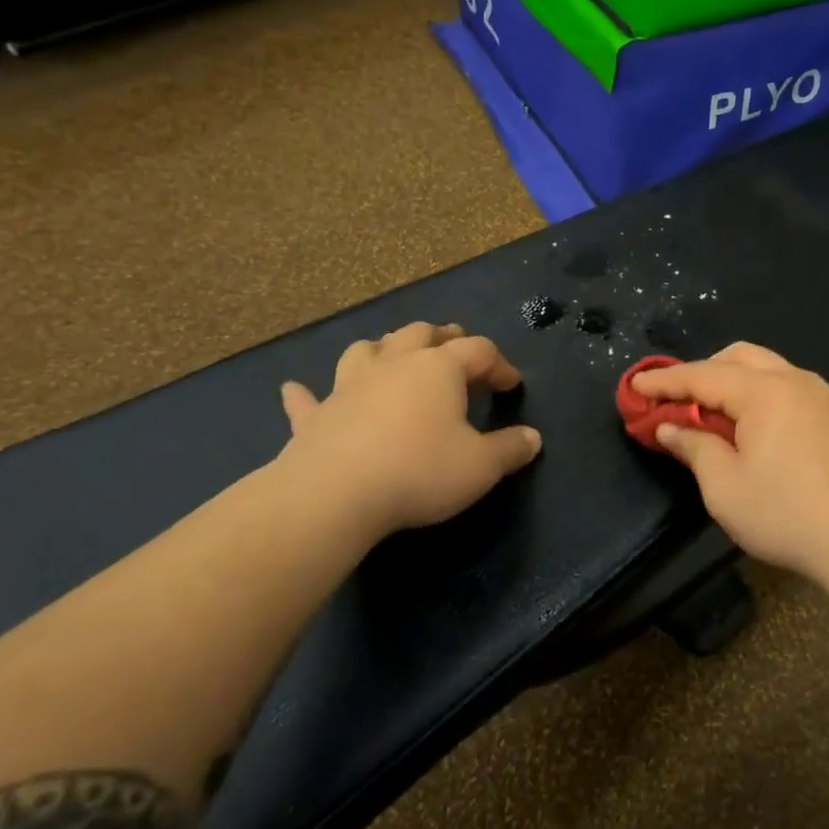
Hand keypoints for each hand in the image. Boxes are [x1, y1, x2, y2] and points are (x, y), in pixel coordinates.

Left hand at [276, 322, 541, 541]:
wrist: (335, 494)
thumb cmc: (420, 471)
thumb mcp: (481, 466)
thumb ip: (510, 449)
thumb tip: (533, 439)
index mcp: (439, 369)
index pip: (479, 351)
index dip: (499, 364)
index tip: (512, 385)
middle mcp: (395, 365)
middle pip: (421, 334)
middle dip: (443, 337)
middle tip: (456, 346)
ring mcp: (349, 386)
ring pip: (367, 350)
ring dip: (384, 349)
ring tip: (393, 357)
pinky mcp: (316, 415)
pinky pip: (308, 398)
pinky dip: (306, 394)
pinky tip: (295, 390)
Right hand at [628, 343, 828, 588]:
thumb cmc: (787, 514)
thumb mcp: (725, 487)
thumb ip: (695, 447)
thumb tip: (670, 426)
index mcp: (764, 391)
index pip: (702, 375)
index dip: (664, 381)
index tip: (634, 386)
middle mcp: (794, 380)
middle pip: (738, 357)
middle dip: (702, 372)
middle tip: (676, 400)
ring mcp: (820, 395)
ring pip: (765, 368)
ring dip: (731, 381)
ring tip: (709, 413)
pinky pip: (786, 387)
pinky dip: (757, 394)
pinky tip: (748, 426)